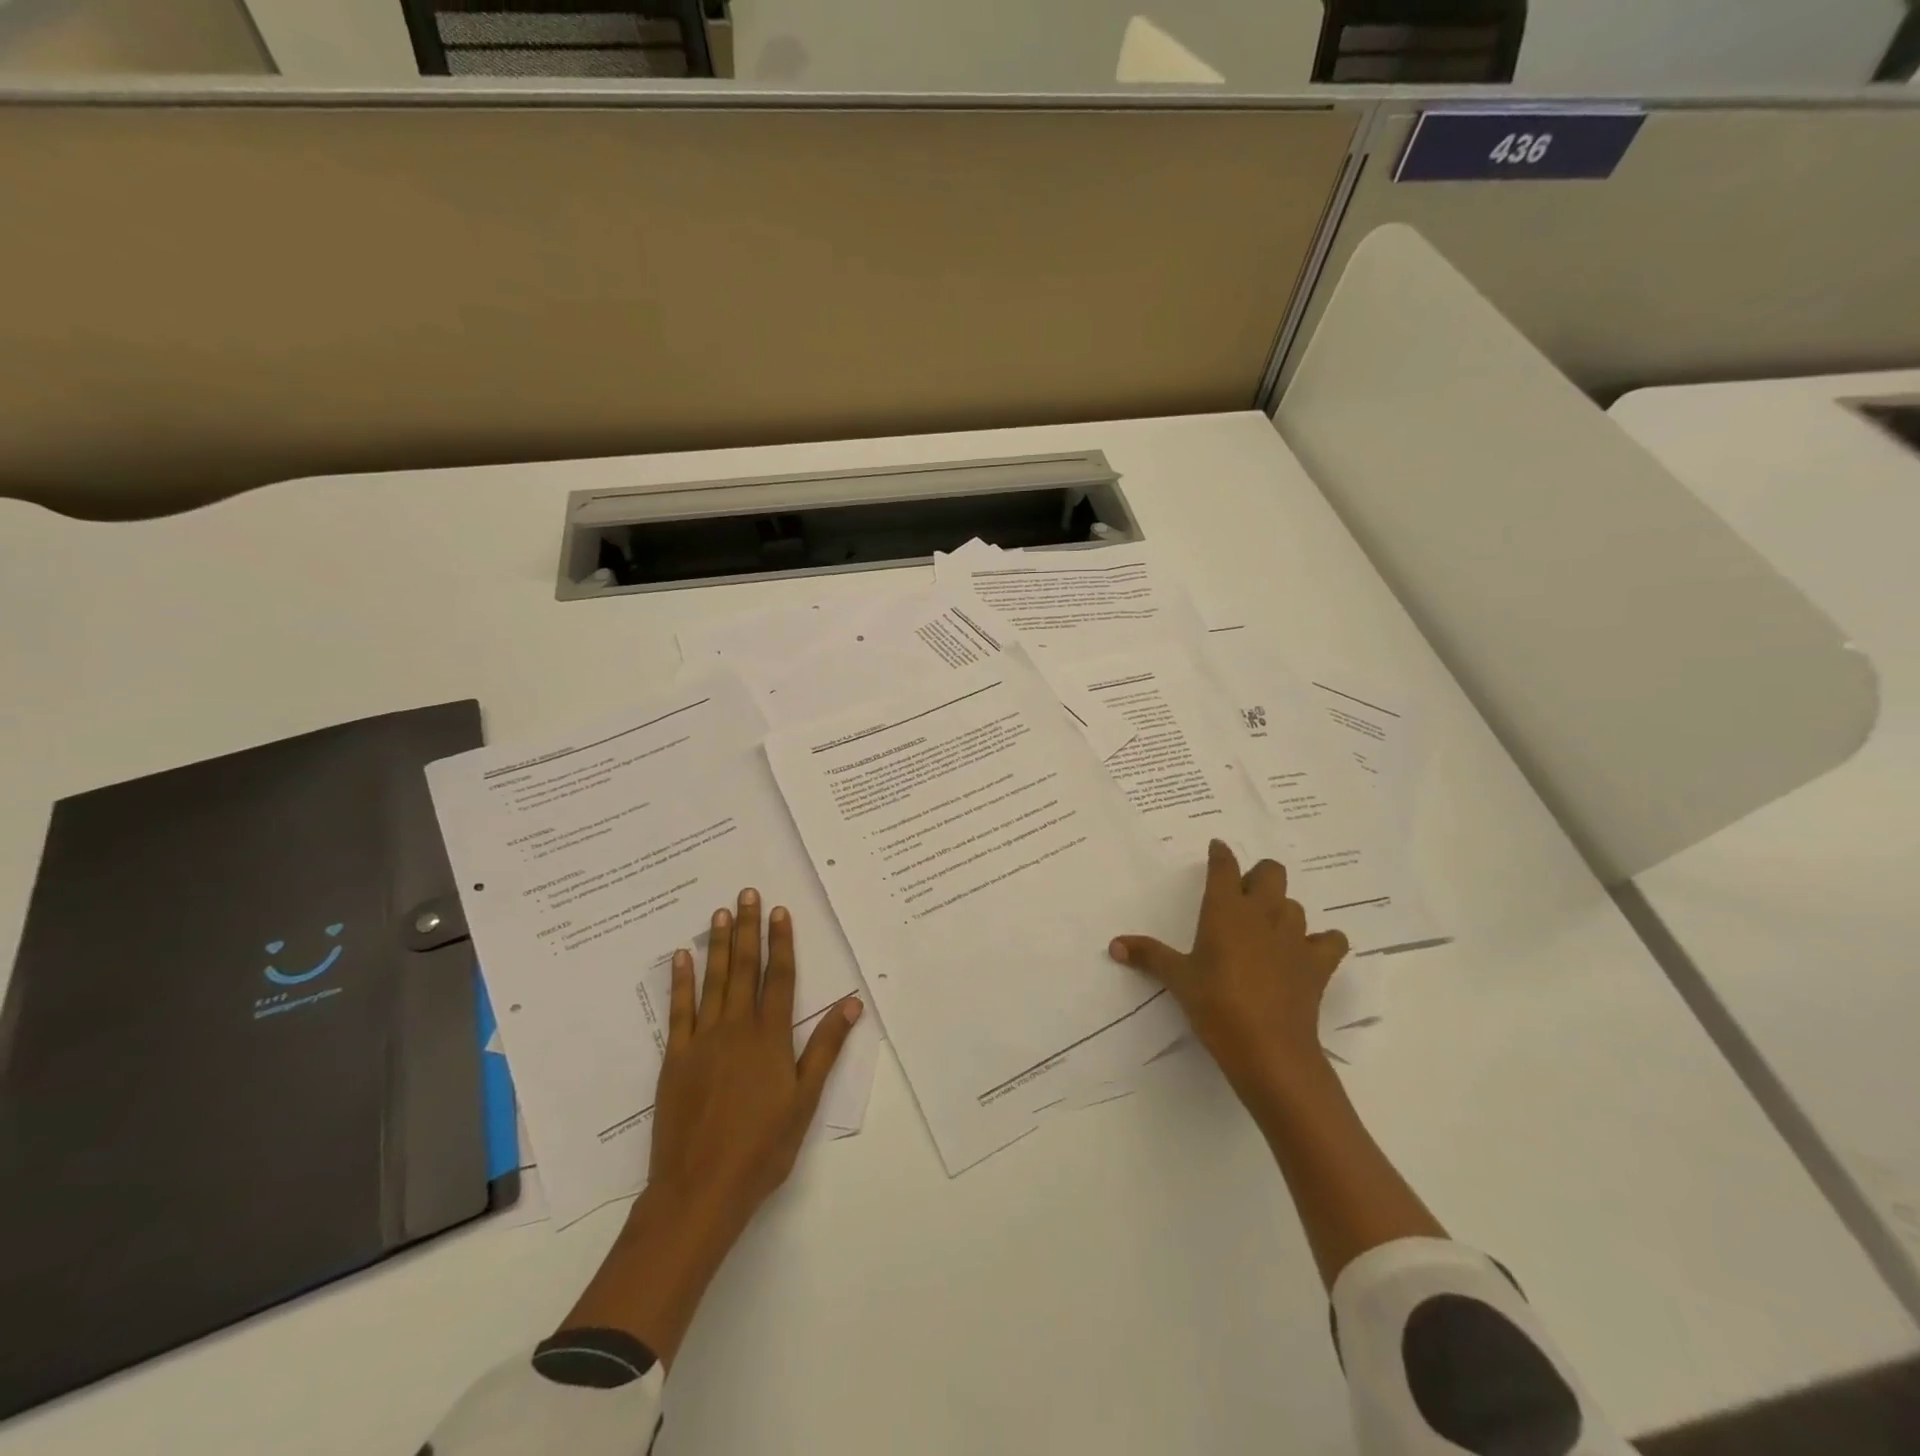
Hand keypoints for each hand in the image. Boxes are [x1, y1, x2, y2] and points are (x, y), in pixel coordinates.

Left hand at [561, 890, 861, 1365]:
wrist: (700, 1188)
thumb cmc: (763, 1147)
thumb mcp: (806, 1099)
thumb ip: (826, 1047)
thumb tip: (852, 1002)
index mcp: (770, 1037)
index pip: (779, 977)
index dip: (781, 942)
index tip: (781, 911)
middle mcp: (736, 1028)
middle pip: (745, 969)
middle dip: (748, 928)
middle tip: (746, 894)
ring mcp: (702, 1041)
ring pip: (713, 981)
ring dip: (719, 945)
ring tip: (720, 913)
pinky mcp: (675, 1058)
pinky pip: (679, 1010)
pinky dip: (680, 982)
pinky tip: (681, 957)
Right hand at [1109, 841, 1348, 1107]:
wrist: (1268, 1048)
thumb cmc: (1215, 1005)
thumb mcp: (1178, 979)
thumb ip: (1149, 956)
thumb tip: (1114, 944)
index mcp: (1225, 910)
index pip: (1224, 867)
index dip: (1220, 854)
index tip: (1217, 848)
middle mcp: (1263, 913)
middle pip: (1271, 872)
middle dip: (1258, 875)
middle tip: (1243, 894)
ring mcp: (1295, 937)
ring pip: (1295, 905)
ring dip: (1282, 909)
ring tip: (1268, 928)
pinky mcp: (1319, 963)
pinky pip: (1331, 940)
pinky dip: (1323, 941)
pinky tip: (1309, 951)